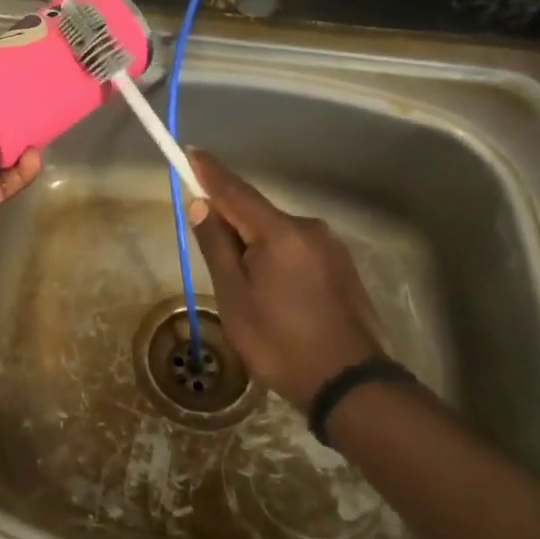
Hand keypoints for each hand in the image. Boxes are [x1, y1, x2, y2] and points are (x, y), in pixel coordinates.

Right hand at [186, 149, 383, 411]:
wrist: (350, 386)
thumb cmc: (280, 342)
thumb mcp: (235, 297)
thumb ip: (217, 246)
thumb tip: (201, 206)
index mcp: (279, 233)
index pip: (235, 191)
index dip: (209, 172)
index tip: (189, 152)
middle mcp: (308, 229)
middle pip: (256, 213)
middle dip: (230, 220)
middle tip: (209, 247)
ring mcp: (330, 247)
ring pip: (277, 233)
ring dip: (254, 244)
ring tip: (244, 286)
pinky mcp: (341, 267)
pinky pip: (296, 249)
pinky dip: (276, 257)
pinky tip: (273, 292)